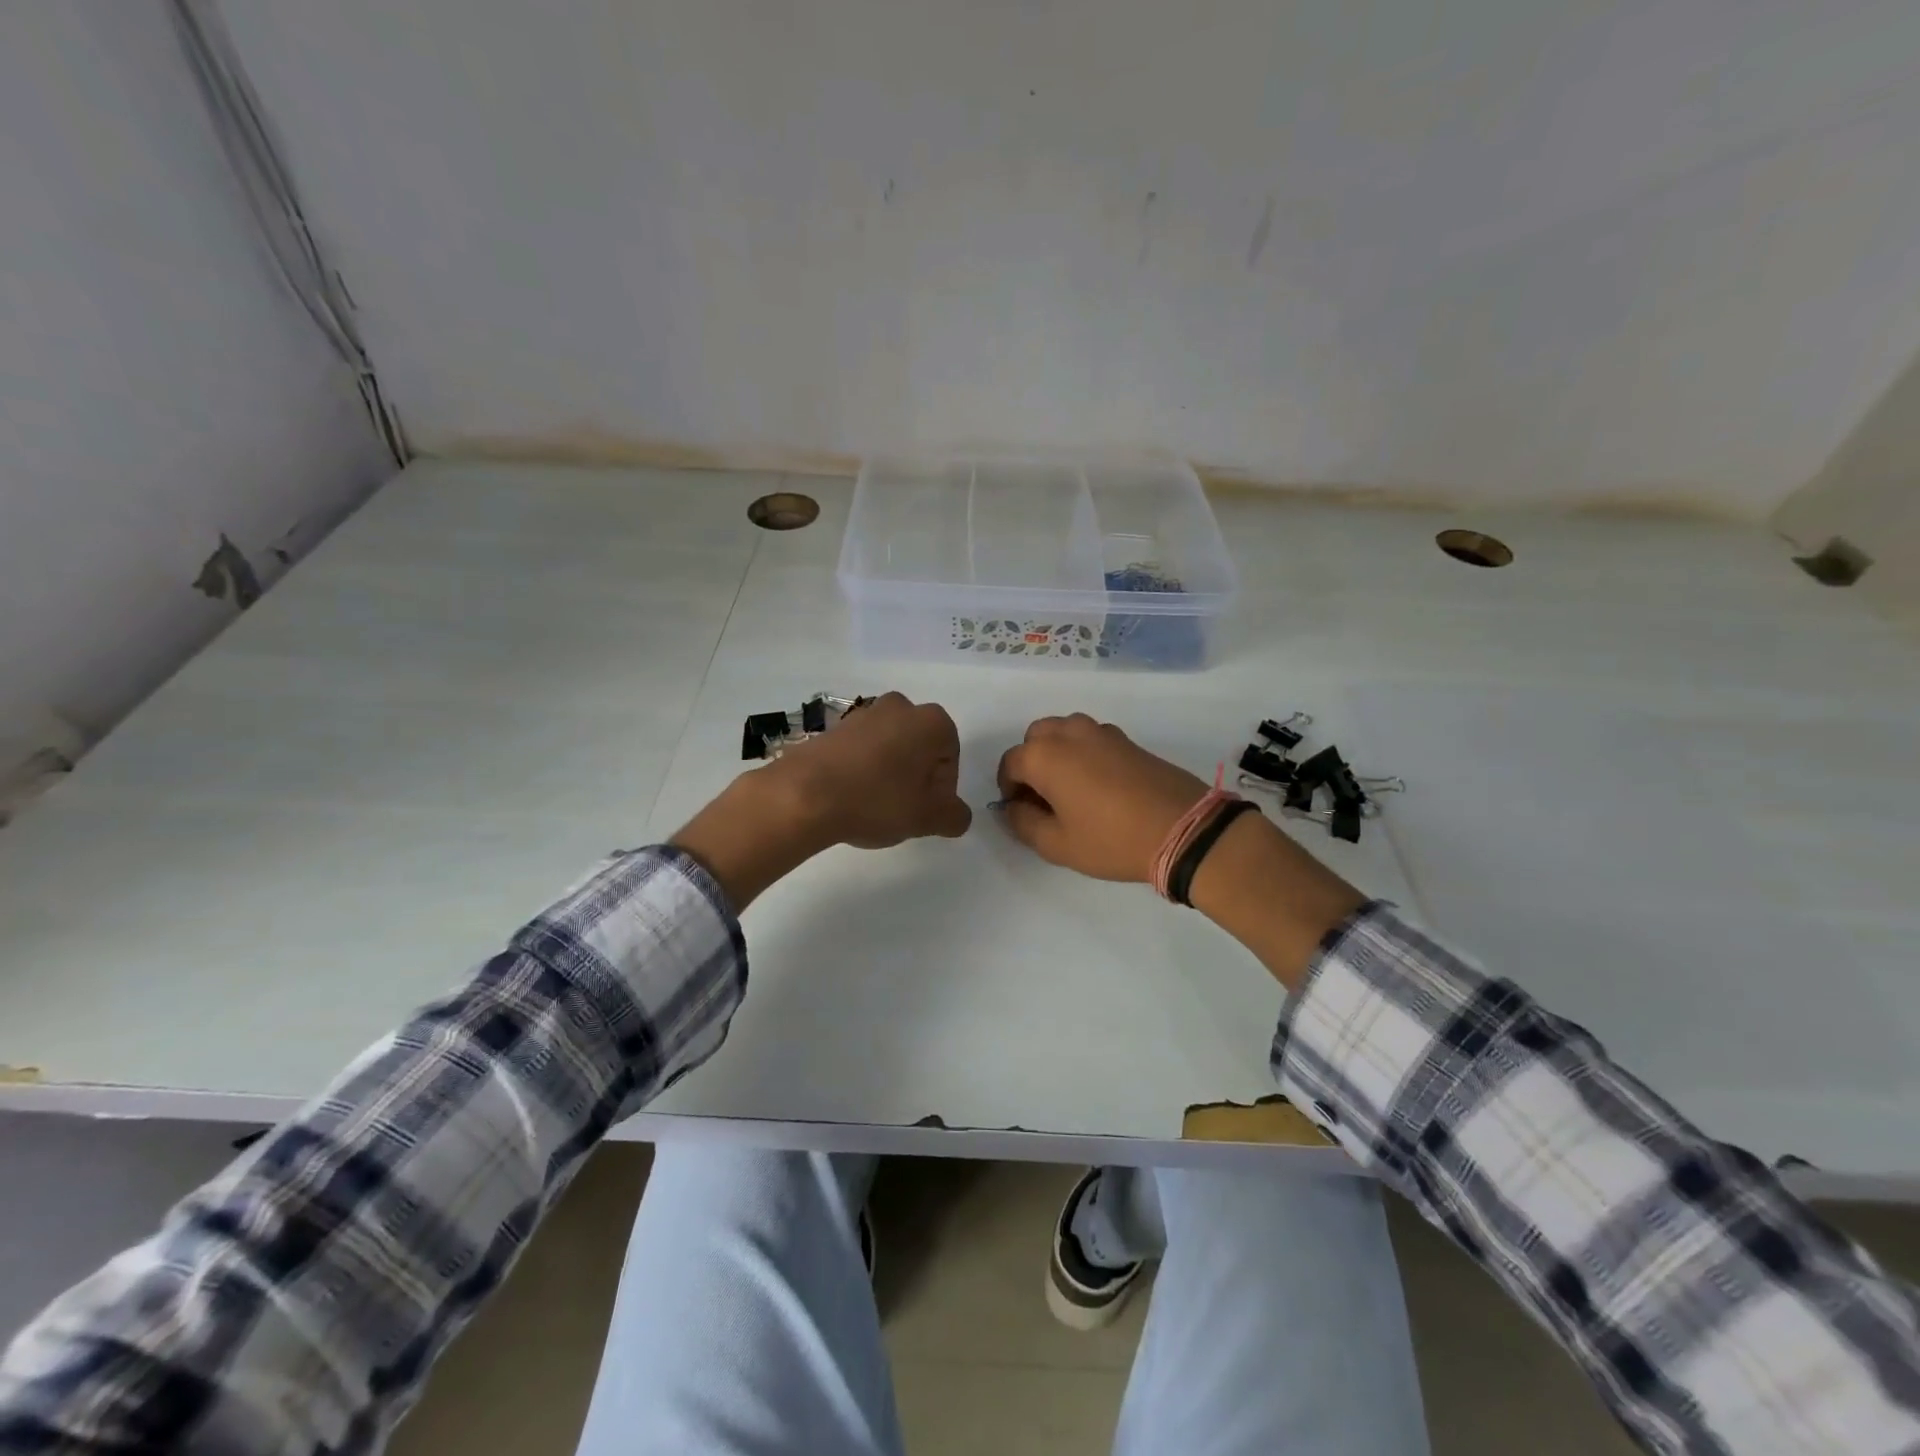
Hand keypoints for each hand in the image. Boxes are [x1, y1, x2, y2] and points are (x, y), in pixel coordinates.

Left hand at [673, 693, 968, 910]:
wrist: (805, 793)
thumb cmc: (877, 800)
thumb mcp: (927, 818)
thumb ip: (954, 817)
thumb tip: (957, 816)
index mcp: (931, 721)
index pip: (950, 759)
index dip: (942, 790)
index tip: (924, 811)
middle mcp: (901, 707)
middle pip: (921, 749)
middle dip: (916, 778)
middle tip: (902, 810)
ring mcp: (864, 713)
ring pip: (891, 748)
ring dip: (889, 774)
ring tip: (873, 806)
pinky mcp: (834, 726)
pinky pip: (861, 750)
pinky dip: (863, 770)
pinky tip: (851, 797)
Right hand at [994, 714, 1208, 882]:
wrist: (1183, 828)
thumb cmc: (1111, 839)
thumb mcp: (1057, 844)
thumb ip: (1022, 823)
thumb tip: (1012, 807)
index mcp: (1045, 755)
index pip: (1010, 763)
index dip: (1008, 789)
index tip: (1021, 812)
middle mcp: (1069, 733)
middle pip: (1035, 738)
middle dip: (1031, 763)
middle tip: (1043, 799)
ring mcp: (1101, 732)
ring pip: (1064, 732)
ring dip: (1057, 754)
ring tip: (1070, 790)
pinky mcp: (1127, 740)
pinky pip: (1090, 738)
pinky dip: (1083, 753)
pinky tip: (1098, 786)